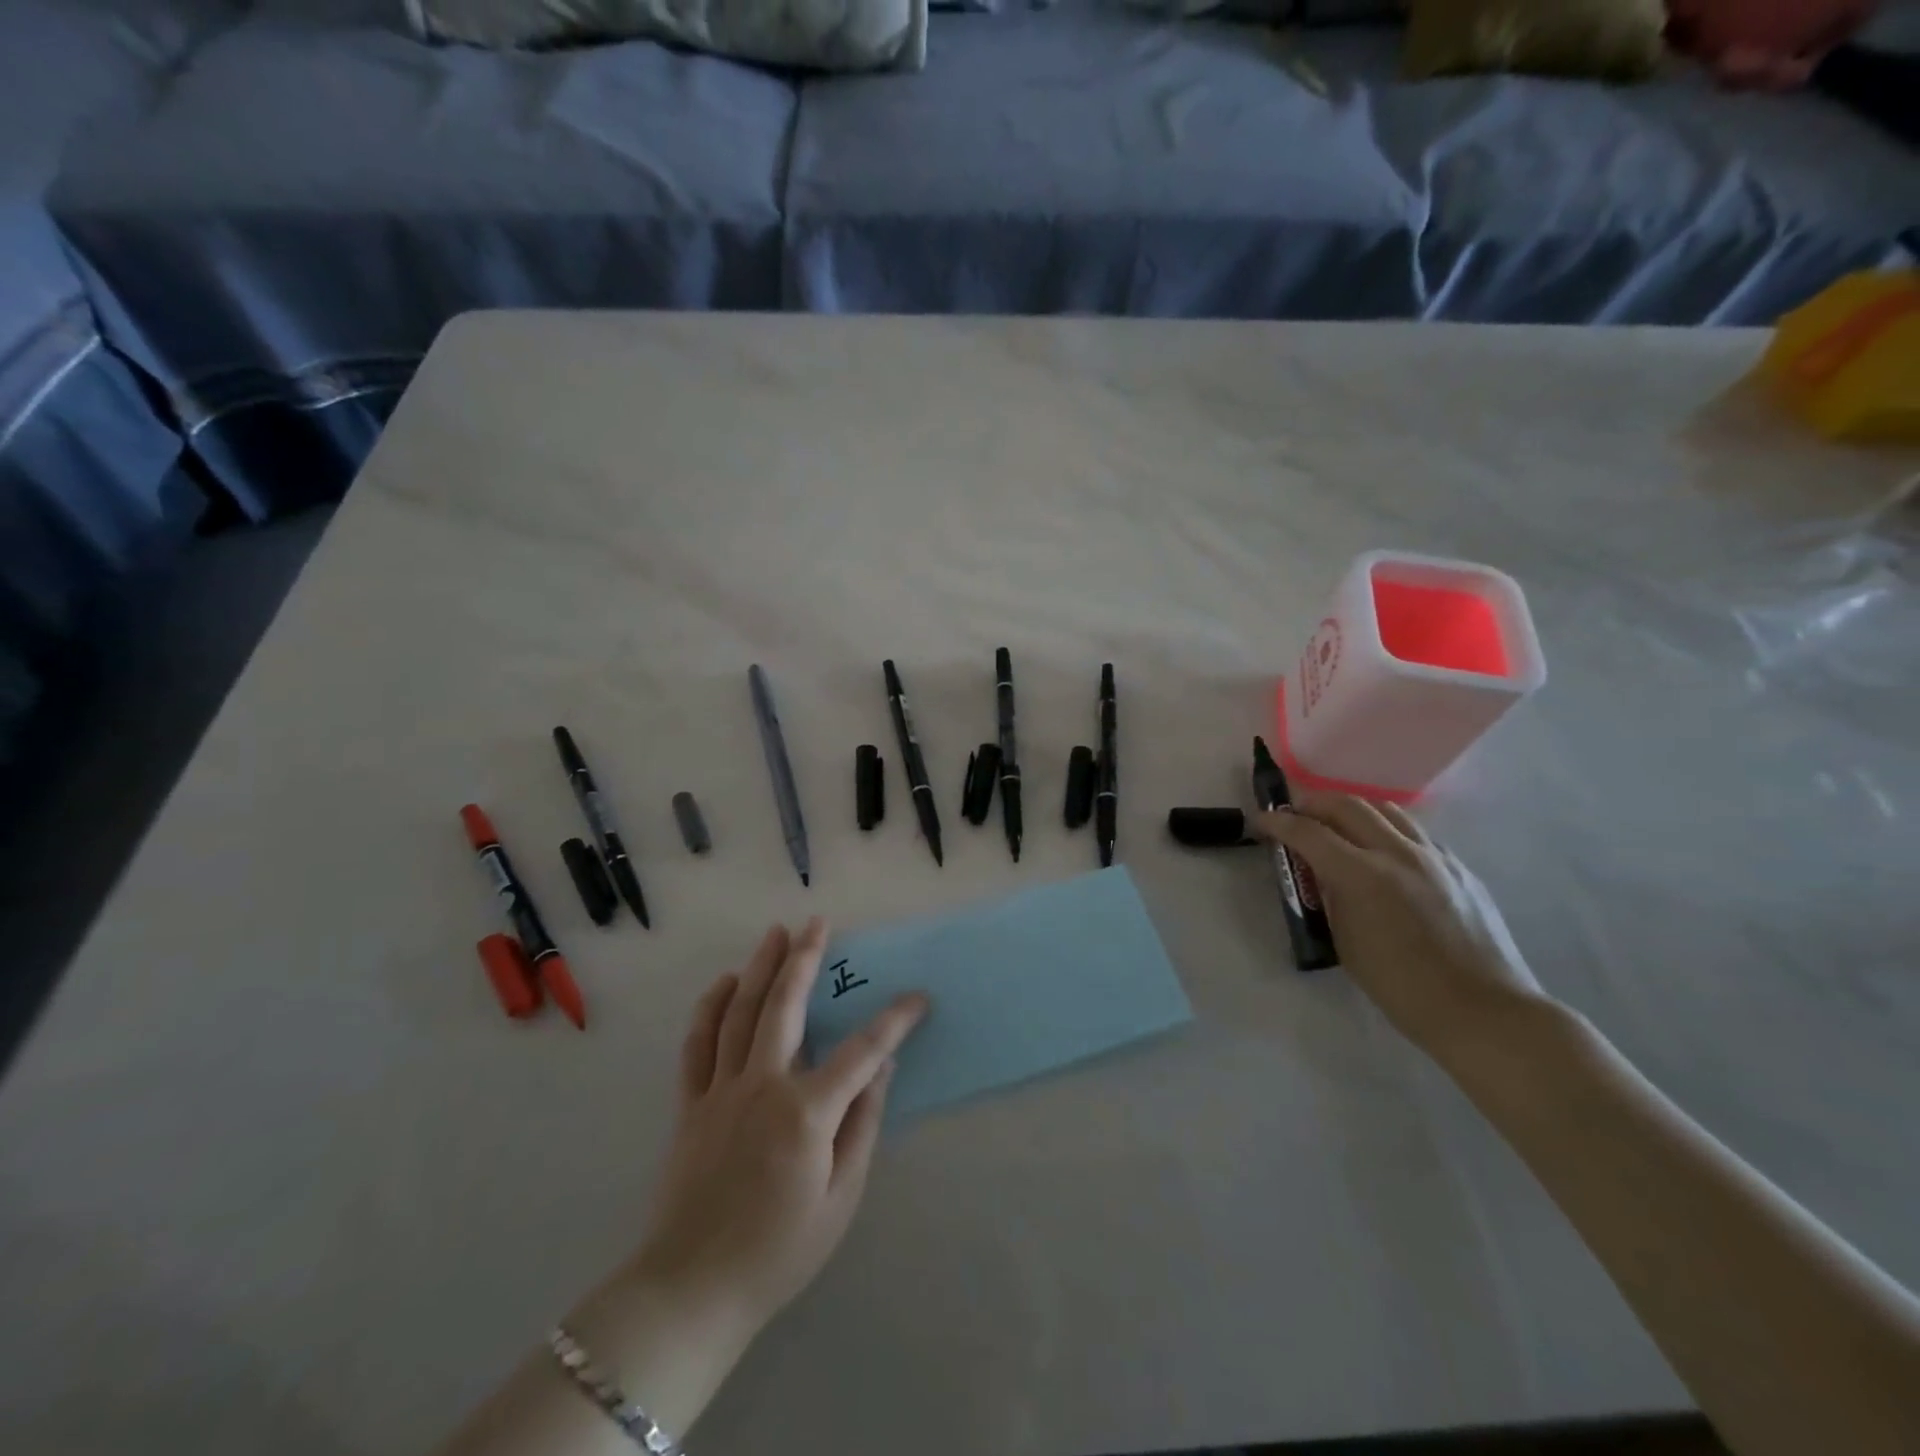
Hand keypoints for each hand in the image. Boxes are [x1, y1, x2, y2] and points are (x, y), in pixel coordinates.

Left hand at [630, 919, 929, 1341]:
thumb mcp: (840, 1197)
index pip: (862, 1051)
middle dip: (805, 959)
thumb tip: (883, 1068)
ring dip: (760, 967)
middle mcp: (762, 1086)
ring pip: (741, 1013)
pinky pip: (698, 1043)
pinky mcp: (691, 1103)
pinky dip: (711, 1007)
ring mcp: (721, 1090)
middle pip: (785, 1006)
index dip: (894, 1021)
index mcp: (805, 1112)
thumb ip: (862, 1124)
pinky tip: (725, 983)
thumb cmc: (779, 1250)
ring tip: (775, 932)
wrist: (692, 1290)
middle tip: (818, 923)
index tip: (917, 998)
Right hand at [1261, 793, 1549, 1064]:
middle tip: (1295, 815)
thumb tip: (1324, 876)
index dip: (1279, 823)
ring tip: (1337, 825)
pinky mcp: (1459, 867)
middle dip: (1313, 804)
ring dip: (1352, 810)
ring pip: (1386, 810)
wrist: (1484, 1011)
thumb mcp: (1346, 942)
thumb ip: (1332, 898)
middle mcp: (1398, 853)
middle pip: (1347, 806)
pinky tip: (1382, 852)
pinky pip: (1415, 833)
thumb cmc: (1403, 988)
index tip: (1261, 821)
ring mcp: (1434, 857)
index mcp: (1363, 876)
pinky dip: (1387, 830)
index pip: (1309, 833)